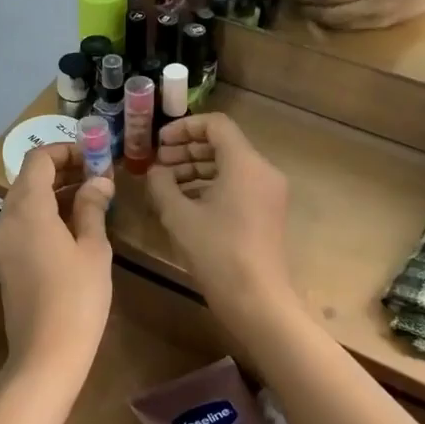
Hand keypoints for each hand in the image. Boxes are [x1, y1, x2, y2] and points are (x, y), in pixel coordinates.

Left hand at [0, 144, 114, 391]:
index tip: (96, 158)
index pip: (39, 159)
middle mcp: (7, 218)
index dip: (67, 151)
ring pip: (27, 201)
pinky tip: (76, 226)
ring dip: (57, 193)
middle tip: (100, 177)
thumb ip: (92, 207)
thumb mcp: (93, 248)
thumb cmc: (77, 298)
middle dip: (64, 170)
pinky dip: (47, 214)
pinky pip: (24, 223)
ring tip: (95, 199)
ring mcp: (3, 241)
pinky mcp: (6, 261)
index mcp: (27, 208)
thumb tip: (98, 181)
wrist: (45, 355)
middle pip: (30, 178)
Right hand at [145, 114, 292, 323]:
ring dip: (197, 169)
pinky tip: (185, 203)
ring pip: (229, 166)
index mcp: (244, 163)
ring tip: (166, 184)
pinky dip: (212, 186)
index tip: (159, 143)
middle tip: (158, 163)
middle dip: (187, 150)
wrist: (256, 298)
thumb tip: (156, 170)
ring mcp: (268, 192)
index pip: (215, 125)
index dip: (184, 128)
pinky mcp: (267, 212)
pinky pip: (238, 185)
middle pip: (223, 144)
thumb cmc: (216, 251)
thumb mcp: (178, 215)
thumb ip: (162, 184)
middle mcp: (262, 170)